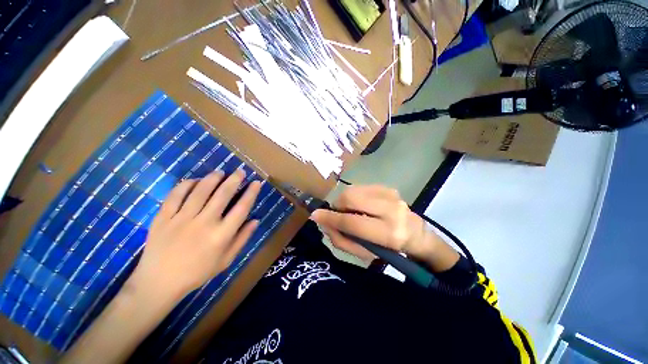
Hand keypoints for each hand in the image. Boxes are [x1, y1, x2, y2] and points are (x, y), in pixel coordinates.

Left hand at [128, 169, 260, 299]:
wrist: (158, 283)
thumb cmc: (197, 273)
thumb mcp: (226, 260)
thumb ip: (242, 239)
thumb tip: (255, 220)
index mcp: (221, 236)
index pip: (241, 209)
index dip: (251, 193)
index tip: (256, 183)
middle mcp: (204, 224)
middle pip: (222, 195)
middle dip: (234, 180)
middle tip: (240, 171)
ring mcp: (181, 219)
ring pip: (200, 191)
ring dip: (212, 178)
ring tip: (220, 172)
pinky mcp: (163, 218)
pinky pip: (175, 195)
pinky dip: (186, 185)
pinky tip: (194, 181)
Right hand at [310, 185, 440, 263]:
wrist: (416, 234)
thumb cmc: (389, 250)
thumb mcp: (365, 253)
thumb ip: (341, 240)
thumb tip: (323, 222)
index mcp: (389, 233)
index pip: (352, 222)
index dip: (330, 218)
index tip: (315, 215)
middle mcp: (392, 209)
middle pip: (351, 198)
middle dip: (338, 206)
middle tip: (338, 215)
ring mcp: (391, 194)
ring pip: (353, 190)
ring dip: (345, 201)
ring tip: (351, 211)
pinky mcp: (387, 187)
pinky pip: (360, 188)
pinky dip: (354, 196)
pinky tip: (360, 205)